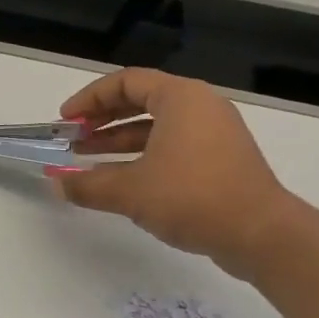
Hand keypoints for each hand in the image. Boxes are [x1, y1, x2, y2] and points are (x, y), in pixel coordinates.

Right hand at [49, 68, 298, 280]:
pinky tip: (119, 179)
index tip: (66, 120)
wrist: (262, 235)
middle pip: (140, 100)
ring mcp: (214, 134)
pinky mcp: (220, 160)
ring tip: (86, 159)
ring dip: (118, 140)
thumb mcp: (129, 191)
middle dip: (101, 119)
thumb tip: (56, 185)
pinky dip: (142, 155)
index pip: (125, 82)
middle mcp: (200, 107)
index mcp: (181, 98)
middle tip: (73, 137)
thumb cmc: (192, 197)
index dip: (89, 98)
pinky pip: (172, 145)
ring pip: (156, 126)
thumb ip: (87, 185)